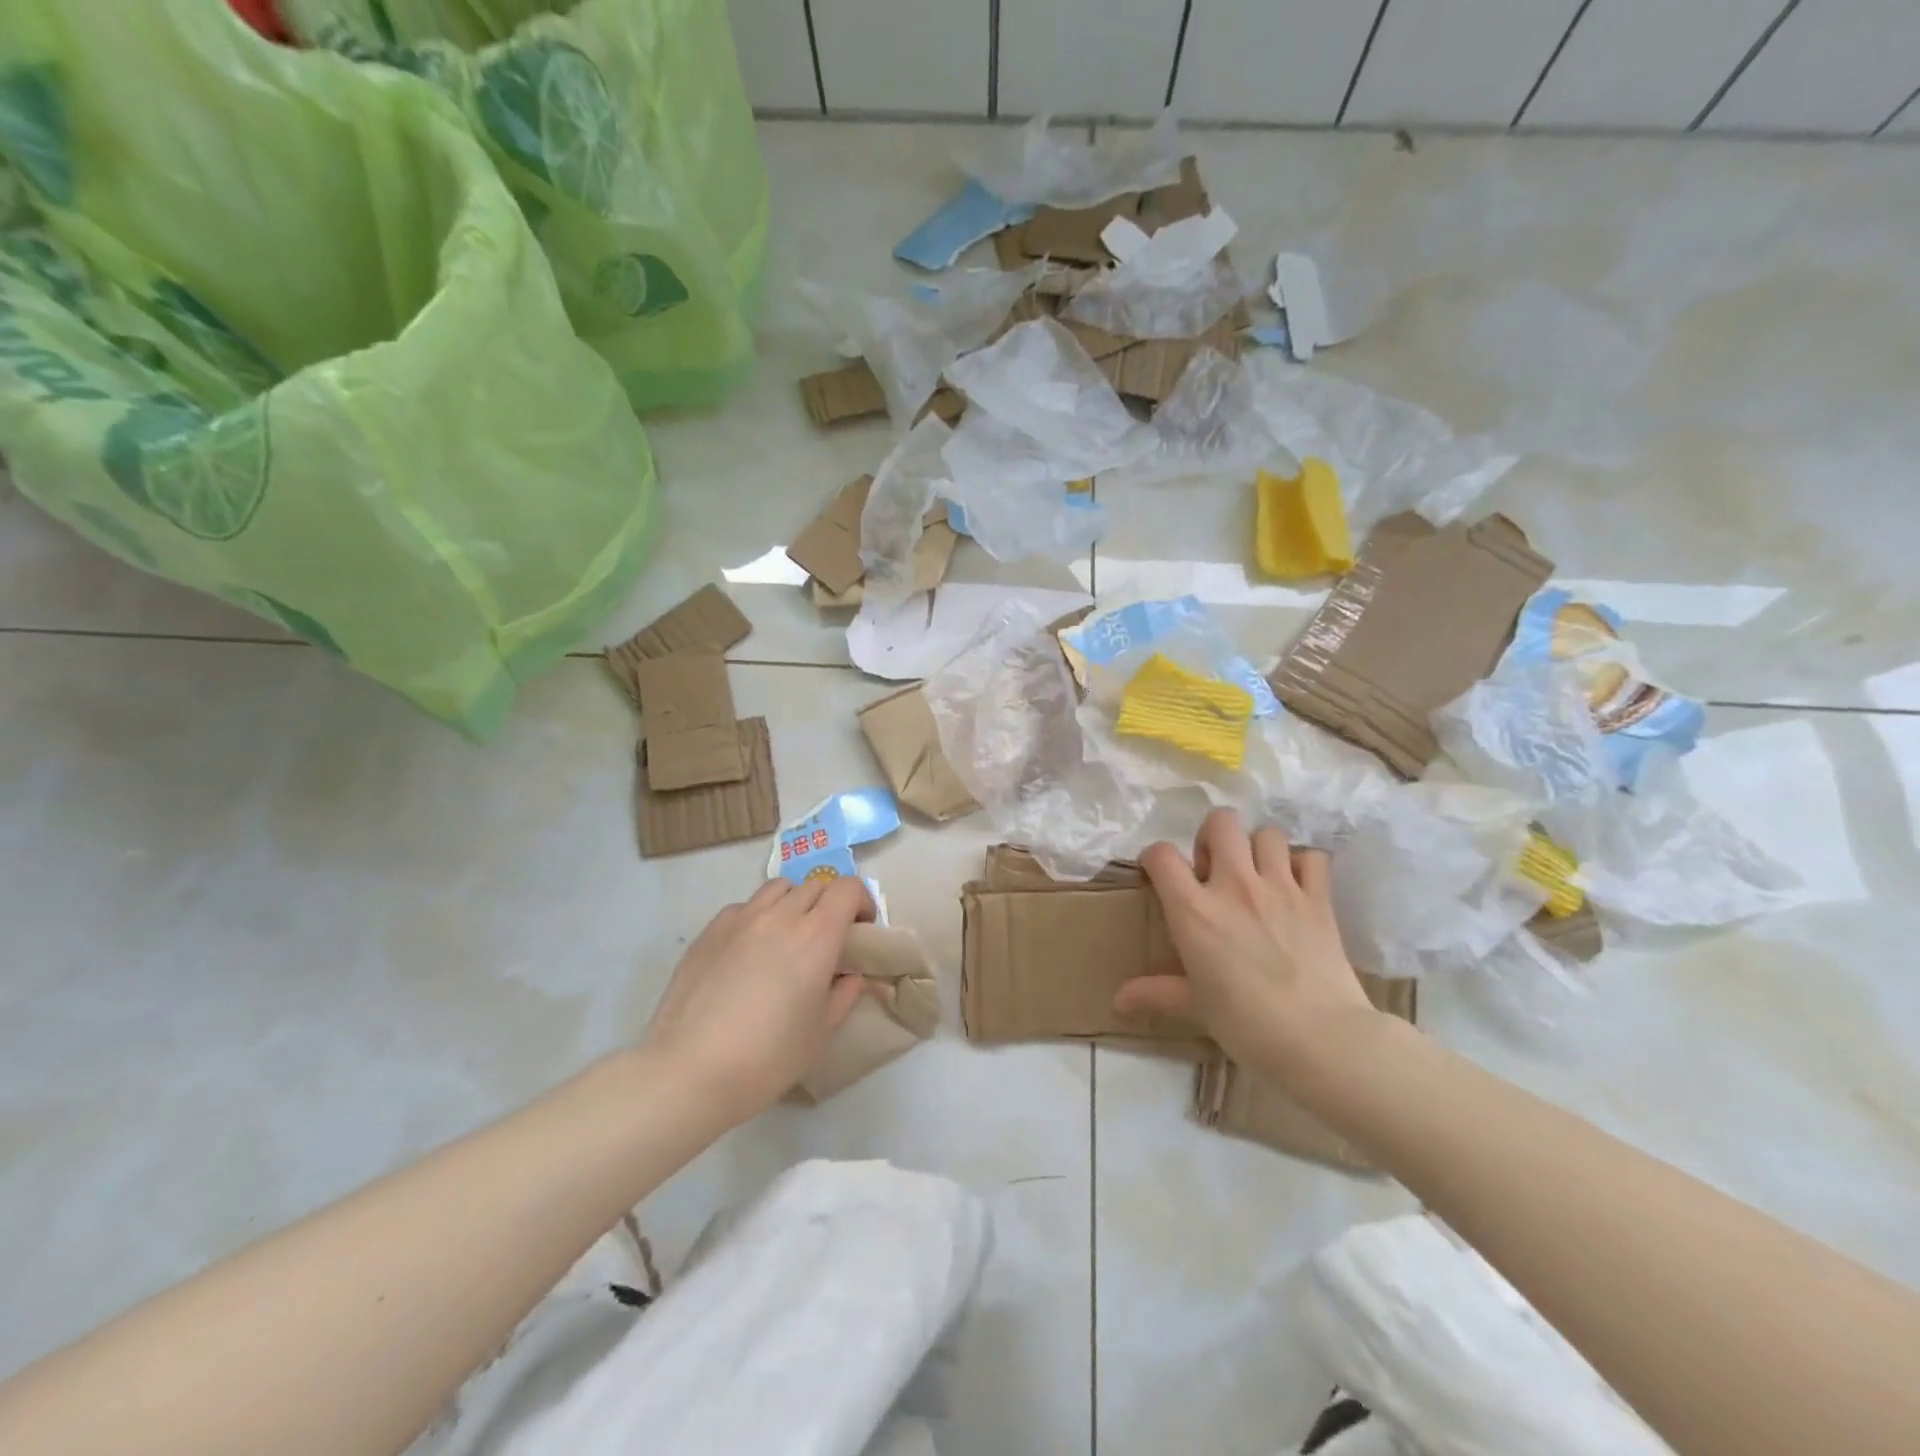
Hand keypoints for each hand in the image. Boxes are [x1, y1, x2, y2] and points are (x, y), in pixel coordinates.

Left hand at [640, 877, 875, 1123]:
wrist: (689, 1071)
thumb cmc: (767, 1057)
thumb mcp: (821, 1033)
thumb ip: (844, 995)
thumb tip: (851, 976)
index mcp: (817, 936)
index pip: (848, 889)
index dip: (862, 902)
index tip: (862, 930)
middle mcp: (780, 916)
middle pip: (815, 886)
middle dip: (830, 905)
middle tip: (827, 939)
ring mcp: (741, 919)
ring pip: (778, 889)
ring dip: (793, 904)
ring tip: (788, 938)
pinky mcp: (709, 930)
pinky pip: (744, 907)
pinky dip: (758, 917)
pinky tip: (749, 952)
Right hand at [1115, 808, 1380, 1084]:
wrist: (1322, 1040)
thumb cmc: (1246, 1025)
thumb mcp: (1195, 1006)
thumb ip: (1156, 993)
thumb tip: (1117, 1002)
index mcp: (1195, 910)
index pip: (1161, 855)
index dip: (1155, 858)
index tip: (1160, 876)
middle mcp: (1235, 886)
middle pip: (1221, 822)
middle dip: (1213, 837)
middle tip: (1214, 870)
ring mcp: (1281, 887)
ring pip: (1267, 833)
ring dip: (1258, 848)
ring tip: (1257, 876)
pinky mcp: (1319, 899)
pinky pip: (1312, 858)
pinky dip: (1303, 866)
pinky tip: (1297, 888)